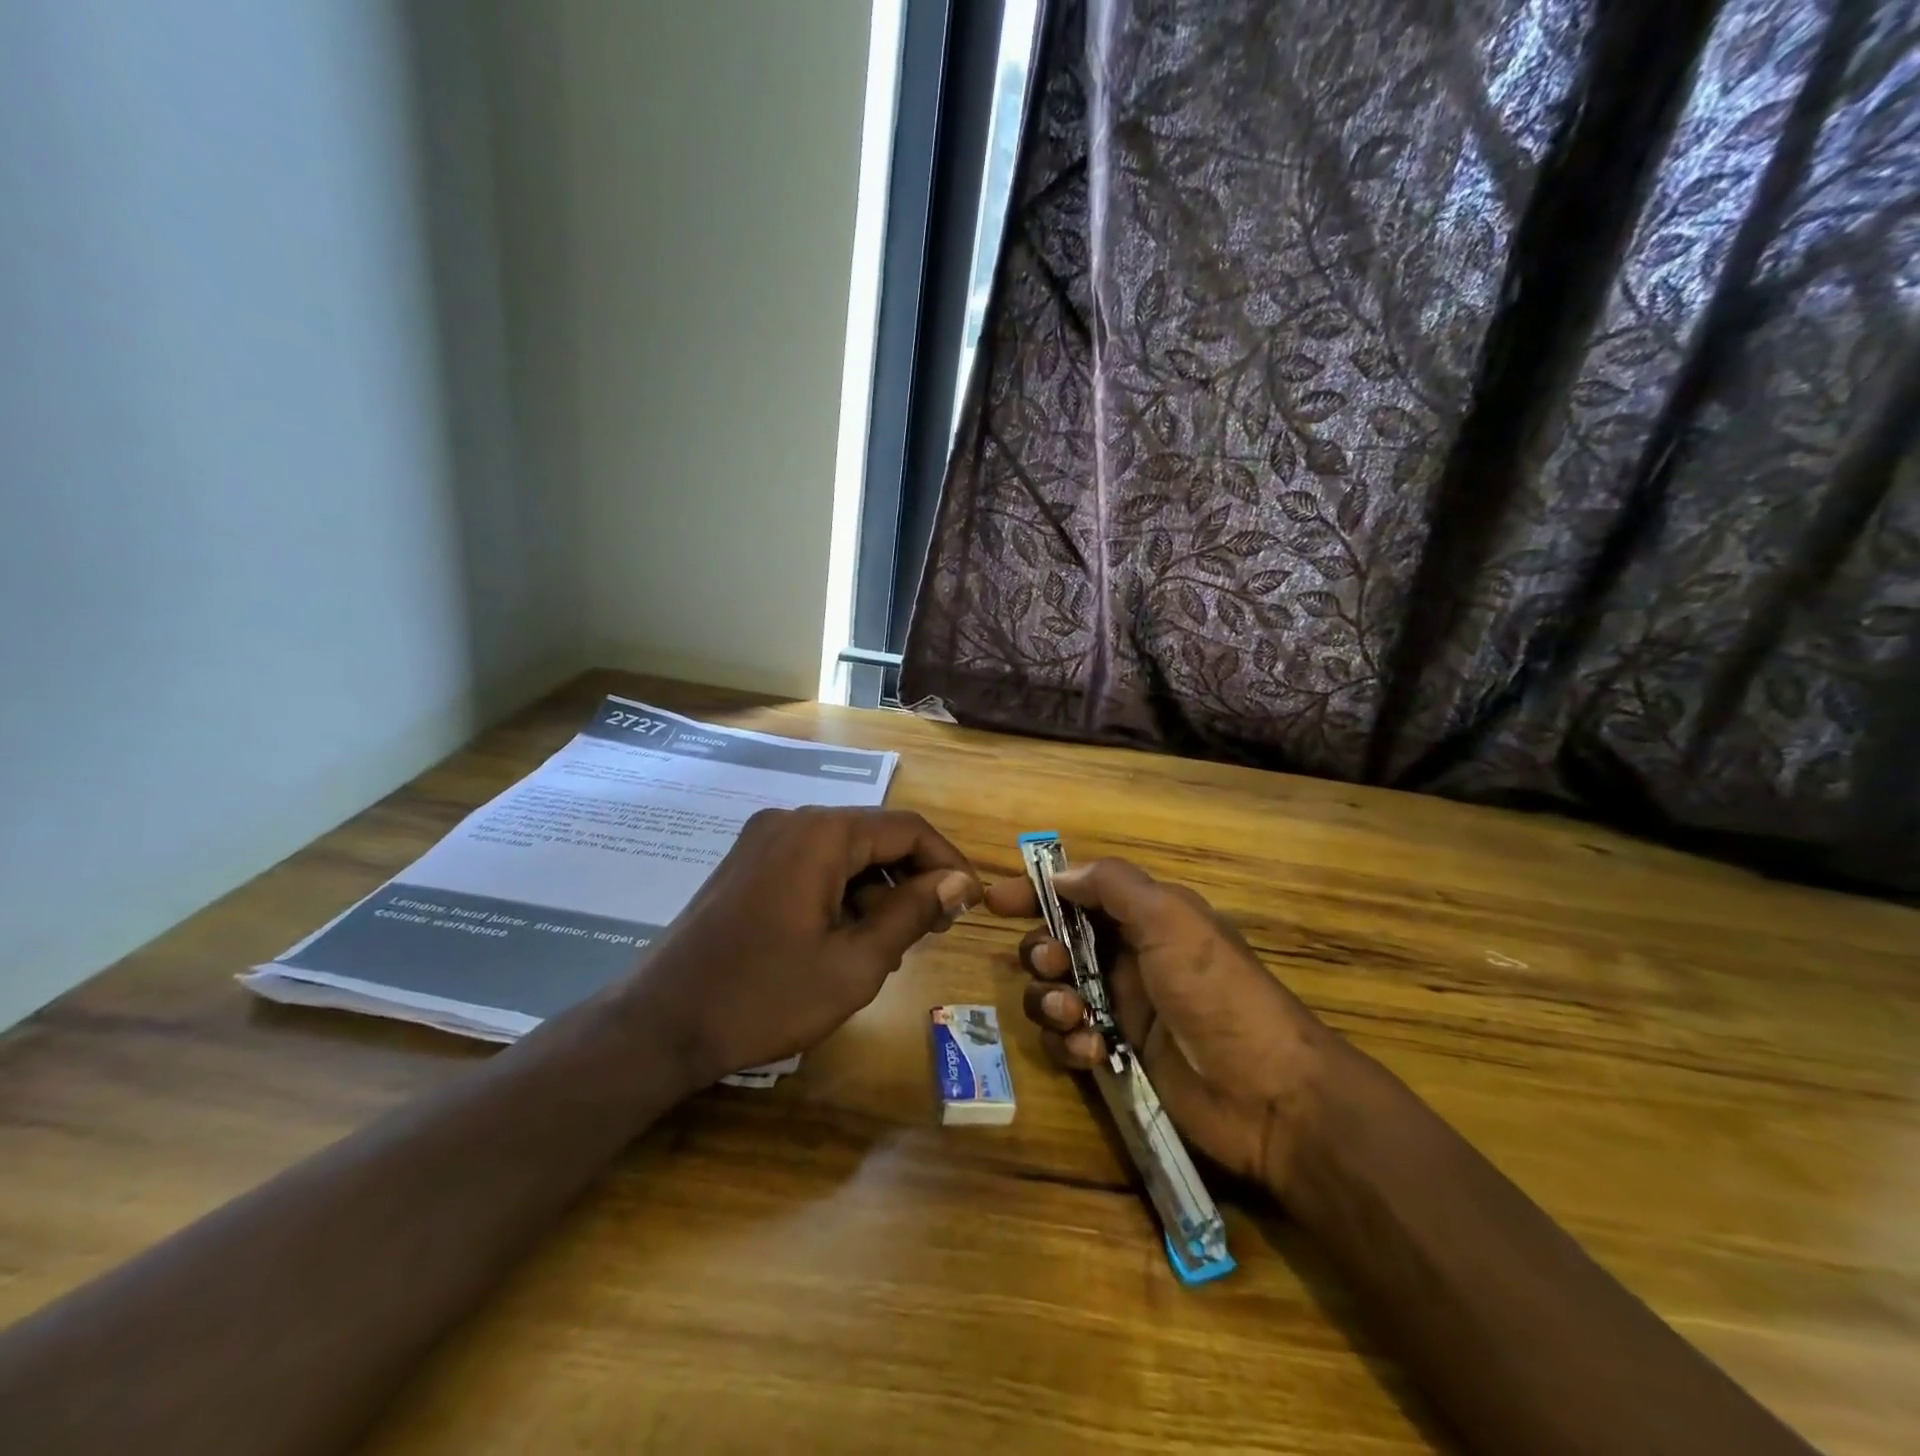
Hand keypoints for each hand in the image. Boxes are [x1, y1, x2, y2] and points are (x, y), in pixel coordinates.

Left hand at [632, 808, 980, 1086]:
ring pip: (845, 852)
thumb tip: (959, 881)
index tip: (970, 904)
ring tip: (888, 944)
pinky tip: (843, 938)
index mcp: (821, 834)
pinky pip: (813, 864)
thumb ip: (913, 914)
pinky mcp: (747, 862)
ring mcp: (763, 839)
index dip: (947, 862)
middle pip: (875, 836)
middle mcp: (792, 821)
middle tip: (934, 930)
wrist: (658, 1025)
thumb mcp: (854, 964)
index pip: (907, 828)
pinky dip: (841, 892)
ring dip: (876, 889)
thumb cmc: (764, 997)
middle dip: (911, 879)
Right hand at [987, 858, 1334, 1197]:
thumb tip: (1060, 876)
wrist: (1269, 1095)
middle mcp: (1128, 958)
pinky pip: (1069, 1041)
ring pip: (1055, 993)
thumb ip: (1113, 886)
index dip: (1036, 892)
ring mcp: (1122, 1010)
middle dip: (1042, 952)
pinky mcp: (1118, 1056)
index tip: (995, 902)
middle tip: (1054, 967)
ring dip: (1051, 1002)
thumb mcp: (1172, 920)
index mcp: (1145, 918)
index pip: (1078, 893)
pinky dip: (1070, 1044)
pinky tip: (1094, 1053)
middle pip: (1057, 943)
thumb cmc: (1217, 992)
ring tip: (1077, 1018)